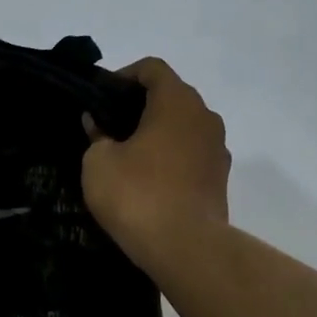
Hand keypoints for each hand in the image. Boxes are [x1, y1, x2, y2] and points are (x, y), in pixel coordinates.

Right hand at [81, 58, 230, 273]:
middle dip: (140, 105)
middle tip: (109, 126)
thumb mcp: (98, 162)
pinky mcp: (220, 179)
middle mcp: (204, 117)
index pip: (152, 68)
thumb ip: (96, 136)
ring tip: (127, 155)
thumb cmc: (138, 194)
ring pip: (183, 127)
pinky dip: (170, 157)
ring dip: (157, 133)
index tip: (102, 97)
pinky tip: (148, 180)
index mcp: (176, 102)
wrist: (185, 247)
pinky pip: (191, 154)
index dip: (124, 76)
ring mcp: (218, 148)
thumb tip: (97, 124)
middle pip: (171, 96)